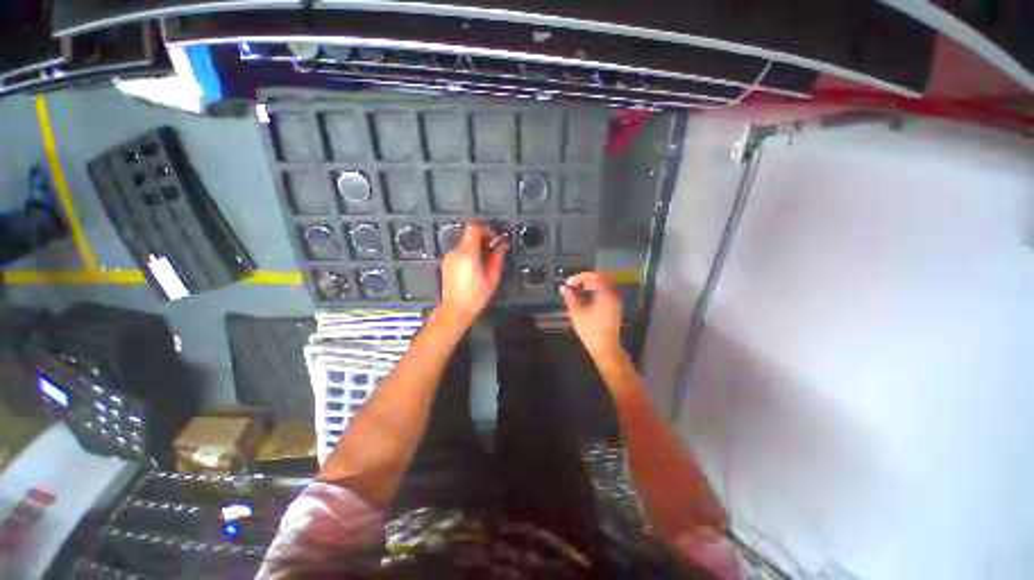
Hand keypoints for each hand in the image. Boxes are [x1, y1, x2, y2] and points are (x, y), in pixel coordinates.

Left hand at [440, 223, 506, 324]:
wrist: (456, 309)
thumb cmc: (476, 295)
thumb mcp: (492, 277)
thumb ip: (497, 258)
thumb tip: (502, 245)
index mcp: (468, 254)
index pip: (474, 228)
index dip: (486, 229)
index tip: (494, 238)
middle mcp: (456, 252)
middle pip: (469, 236)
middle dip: (483, 240)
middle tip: (493, 251)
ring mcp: (449, 257)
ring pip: (465, 245)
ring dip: (476, 248)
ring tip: (485, 262)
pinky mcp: (446, 263)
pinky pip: (459, 253)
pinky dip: (468, 255)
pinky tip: (474, 268)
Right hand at [560, 272, 622, 356]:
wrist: (605, 347)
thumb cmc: (590, 330)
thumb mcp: (576, 313)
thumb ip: (570, 298)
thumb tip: (563, 288)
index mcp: (604, 293)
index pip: (591, 276)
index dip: (578, 278)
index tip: (567, 283)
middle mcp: (612, 294)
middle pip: (598, 280)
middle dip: (583, 281)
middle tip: (571, 287)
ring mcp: (615, 301)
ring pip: (601, 287)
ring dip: (588, 287)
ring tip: (576, 293)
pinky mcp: (614, 307)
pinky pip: (604, 294)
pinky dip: (594, 293)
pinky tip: (585, 300)